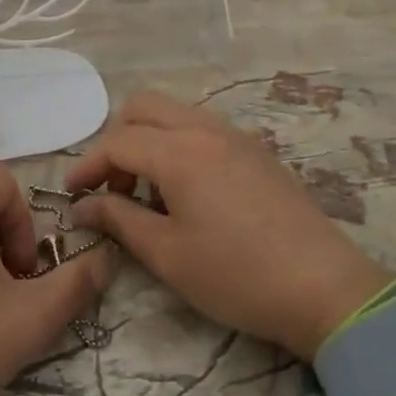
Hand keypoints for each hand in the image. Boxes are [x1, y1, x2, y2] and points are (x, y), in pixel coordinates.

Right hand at [65, 91, 389, 359]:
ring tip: (149, 192)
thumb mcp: (167, 254)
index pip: (117, 142)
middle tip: (113, 186)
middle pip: (145, 107)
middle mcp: (206, 129)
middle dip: (118, 139)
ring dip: (150, 140)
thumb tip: (84, 206)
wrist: (323, 287)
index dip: (88, 166)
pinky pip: (204, 129)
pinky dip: (180, 145)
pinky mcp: (258, 151)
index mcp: (179, 151)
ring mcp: (237, 136)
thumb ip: (120, 220)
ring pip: (176, 114)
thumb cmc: (236, 274)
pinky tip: (187, 191)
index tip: (72, 194)